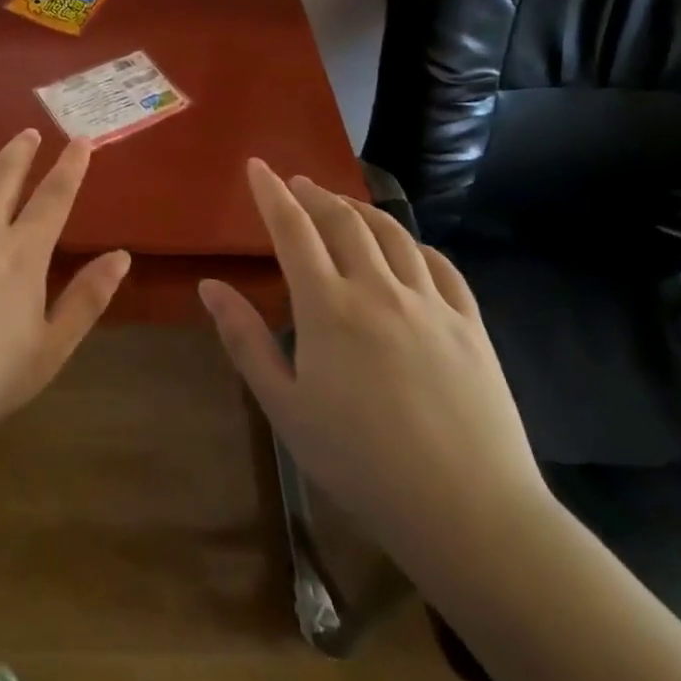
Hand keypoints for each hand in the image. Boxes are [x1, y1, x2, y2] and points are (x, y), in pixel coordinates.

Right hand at [199, 161, 546, 551]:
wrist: (469, 513)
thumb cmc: (360, 463)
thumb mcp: (284, 406)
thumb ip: (245, 340)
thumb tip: (209, 286)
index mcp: (329, 308)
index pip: (293, 230)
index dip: (272, 194)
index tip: (256, 166)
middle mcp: (379, 290)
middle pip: (344, 221)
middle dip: (315, 194)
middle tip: (296, 183)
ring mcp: (431, 304)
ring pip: (394, 235)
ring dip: (361, 209)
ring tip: (342, 204)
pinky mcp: (470, 325)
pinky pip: (441, 266)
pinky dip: (415, 244)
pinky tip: (406, 247)